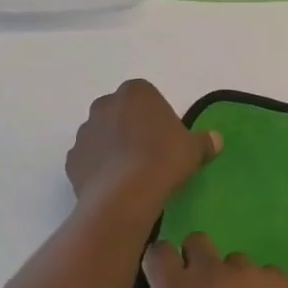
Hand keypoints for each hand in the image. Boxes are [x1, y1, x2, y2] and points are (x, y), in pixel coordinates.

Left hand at [66, 80, 221, 214]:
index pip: (146, 95)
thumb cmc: (163, 159)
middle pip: (120, 112)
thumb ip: (205, 141)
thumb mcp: (194, 149)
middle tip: (149, 152)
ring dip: (113, 147)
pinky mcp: (71, 160)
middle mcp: (105, 105)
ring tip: (131, 173)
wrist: (125, 195)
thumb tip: (216, 140)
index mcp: (135, 92)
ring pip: (101, 135)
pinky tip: (114, 185)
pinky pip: (88, 160)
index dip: (156, 115)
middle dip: (130, 127)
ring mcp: (84, 132)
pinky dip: (98, 168)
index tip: (166, 136)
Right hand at [142, 233, 287, 287]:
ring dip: (233, 280)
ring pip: (234, 261)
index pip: (159, 252)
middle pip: (197, 241)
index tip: (166, 277)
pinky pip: (263, 274)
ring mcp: (248, 272)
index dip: (161, 262)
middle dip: (196, 260)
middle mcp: (211, 273)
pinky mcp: (278, 278)